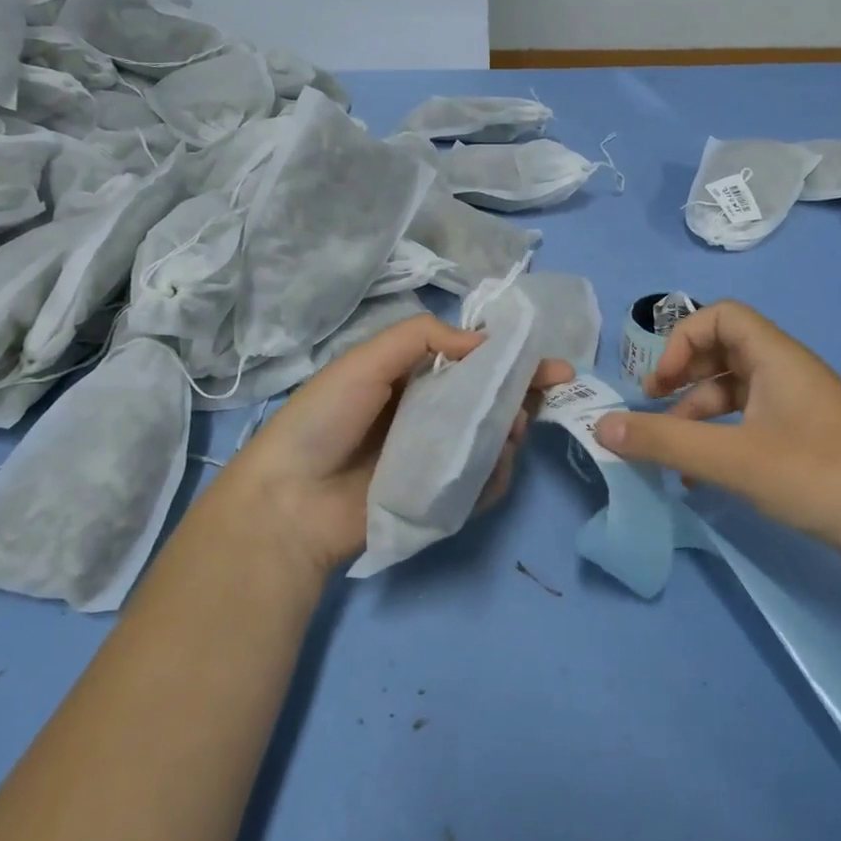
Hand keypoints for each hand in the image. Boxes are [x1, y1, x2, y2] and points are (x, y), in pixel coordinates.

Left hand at [200, 315, 572, 578]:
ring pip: (493, 440)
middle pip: (490, 400)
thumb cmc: (324, 420)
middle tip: (552, 389)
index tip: (547, 361)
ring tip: (513, 426)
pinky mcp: (441, 499)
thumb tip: (485, 341)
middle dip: (523, 392)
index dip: (510, 358)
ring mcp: (437, 459)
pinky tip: (498, 462)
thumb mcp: (366, 360)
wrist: (289, 502)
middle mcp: (430, 415)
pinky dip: (498, 472)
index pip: (472, 362)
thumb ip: (422, 338)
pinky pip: (482, 483)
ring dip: (513, 429)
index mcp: (411, 378)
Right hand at [592, 301, 840, 574]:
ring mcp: (799, 407)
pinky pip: (751, 423)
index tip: (658, 385)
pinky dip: (721, 439)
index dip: (681, 340)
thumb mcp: (733, 460)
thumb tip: (601, 426)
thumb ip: (664, 441)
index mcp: (776, 357)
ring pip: (735, 391)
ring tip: (673, 455)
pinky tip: (703, 477)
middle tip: (655, 408)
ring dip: (698, 414)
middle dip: (683, 376)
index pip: (720, 315)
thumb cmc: (820, 478)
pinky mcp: (807, 440)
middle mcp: (788, 372)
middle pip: (724, 350)